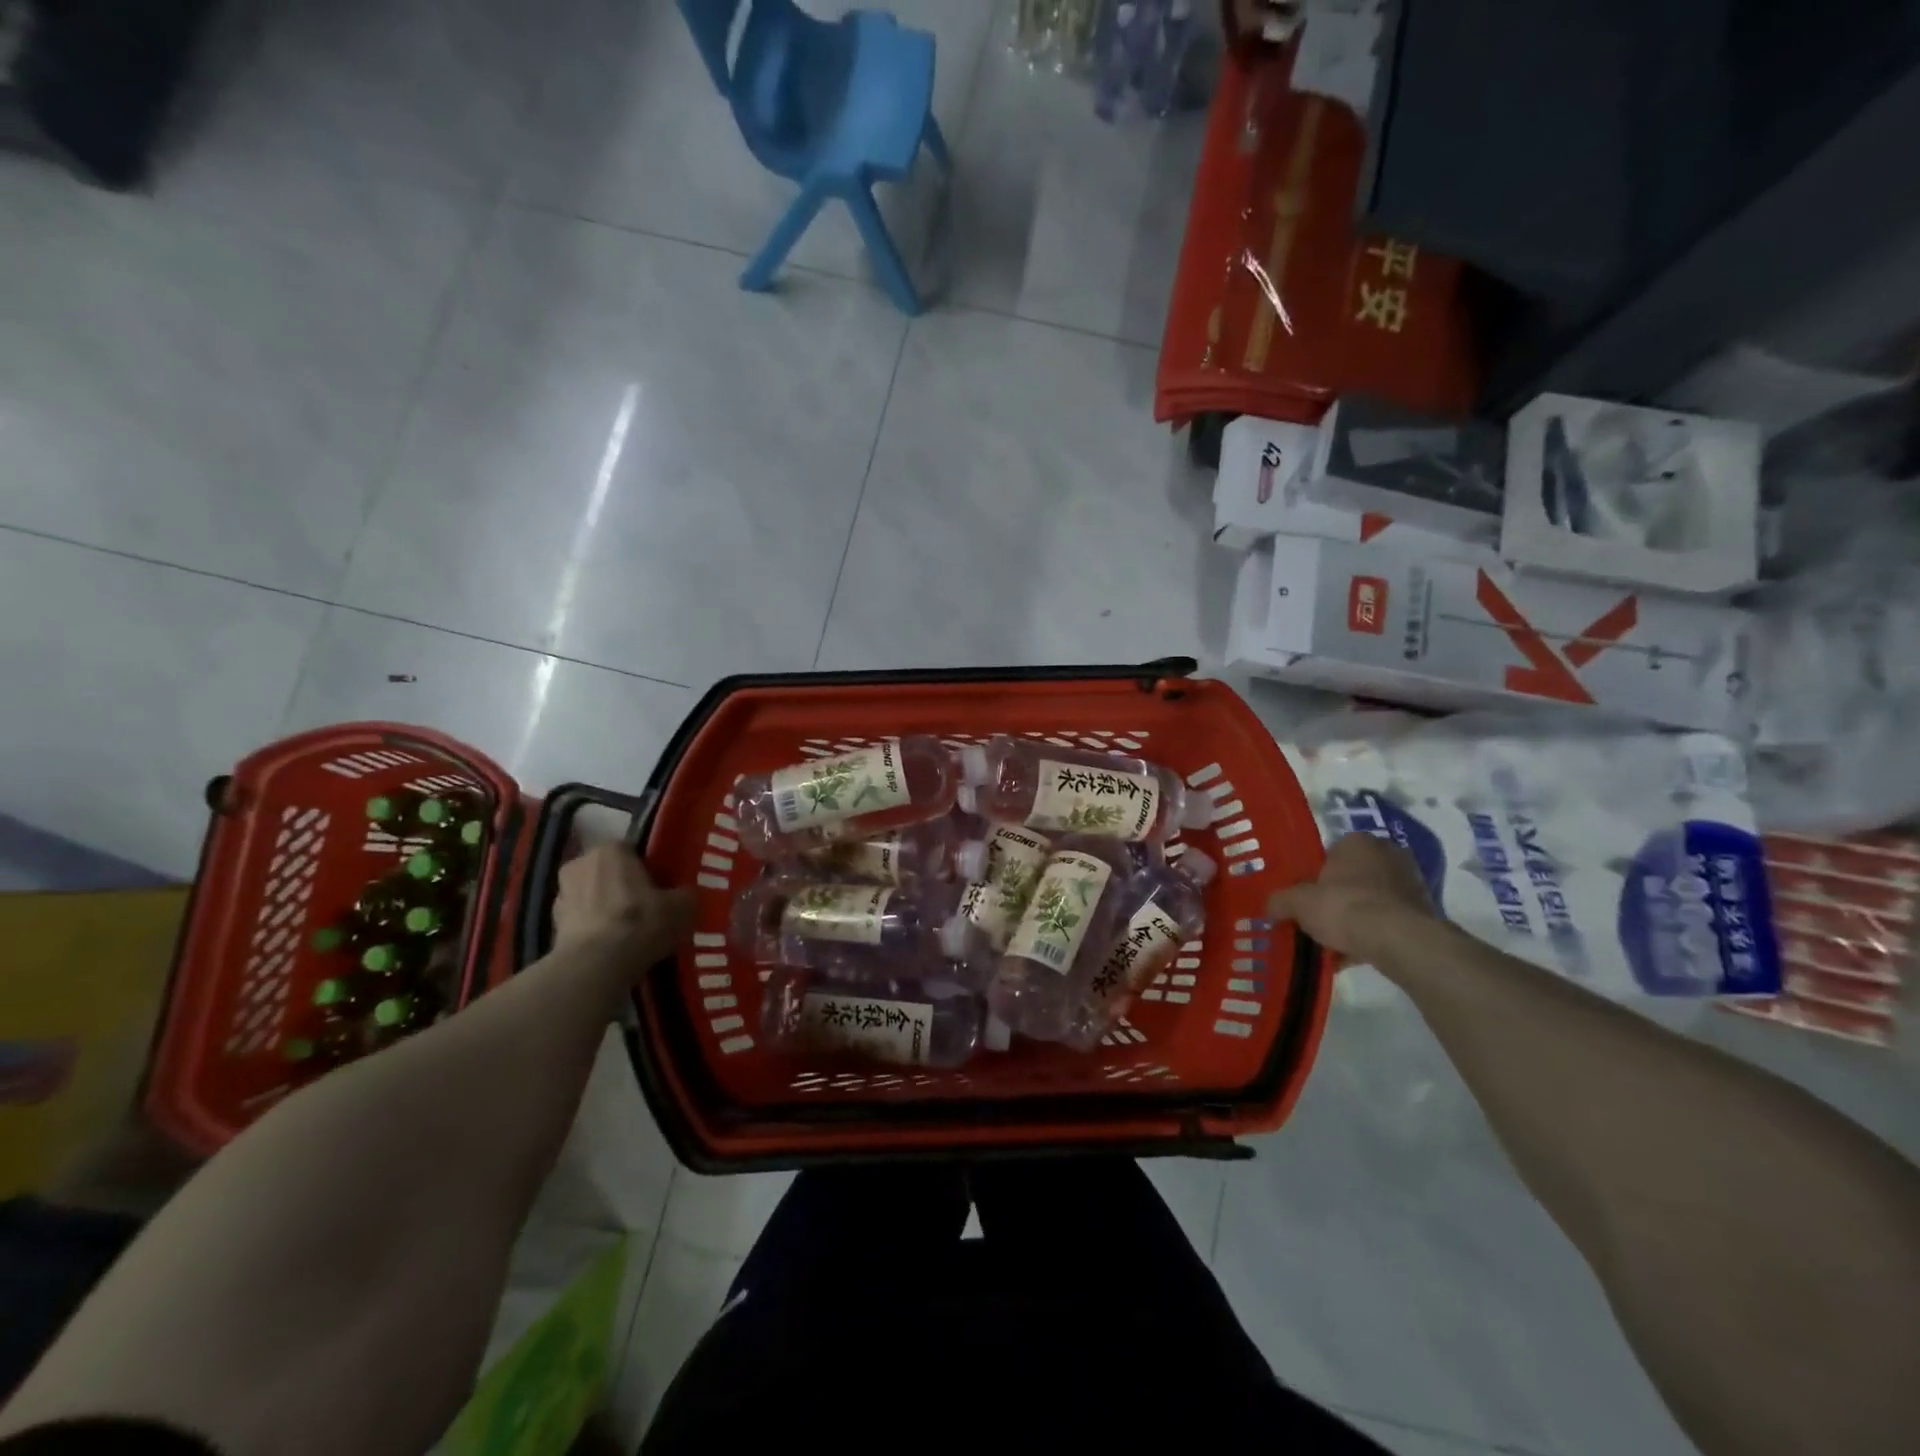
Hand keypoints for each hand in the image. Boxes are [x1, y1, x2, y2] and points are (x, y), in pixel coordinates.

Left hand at [553, 844, 694, 962]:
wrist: (596, 965)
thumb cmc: (640, 922)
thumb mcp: (681, 907)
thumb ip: (685, 896)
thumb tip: (684, 897)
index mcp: (610, 849)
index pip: (632, 851)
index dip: (648, 870)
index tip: (661, 888)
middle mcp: (579, 864)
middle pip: (608, 873)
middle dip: (623, 888)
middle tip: (646, 909)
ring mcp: (560, 895)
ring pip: (592, 898)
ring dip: (605, 910)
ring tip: (628, 934)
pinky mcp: (550, 927)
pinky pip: (581, 923)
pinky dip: (593, 932)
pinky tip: (612, 949)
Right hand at [1268, 833, 1438, 963]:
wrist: (1398, 940)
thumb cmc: (1344, 907)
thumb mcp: (1298, 903)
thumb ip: (1281, 901)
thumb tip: (1271, 907)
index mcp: (1356, 842)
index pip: (1330, 853)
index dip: (1315, 876)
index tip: (1306, 898)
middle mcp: (1387, 854)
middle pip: (1352, 877)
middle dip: (1336, 897)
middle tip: (1318, 919)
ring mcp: (1409, 883)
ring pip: (1370, 900)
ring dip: (1354, 919)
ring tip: (1333, 944)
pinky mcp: (1422, 912)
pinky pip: (1387, 921)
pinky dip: (1371, 935)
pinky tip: (1353, 956)